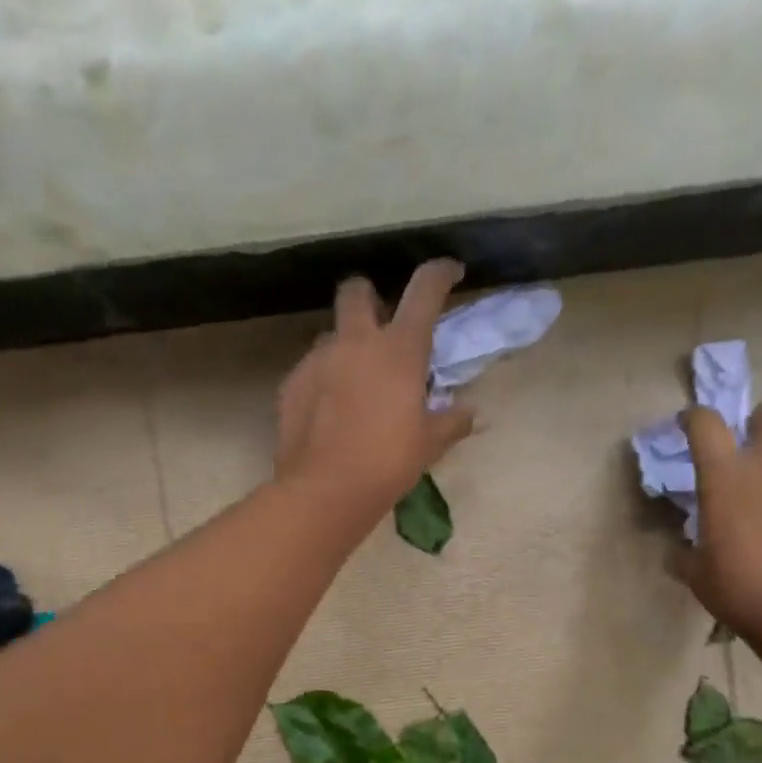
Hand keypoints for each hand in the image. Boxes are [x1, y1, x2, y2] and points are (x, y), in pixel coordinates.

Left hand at [275, 260, 474, 508]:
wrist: (326, 490)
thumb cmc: (388, 462)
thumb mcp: (430, 444)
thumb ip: (452, 421)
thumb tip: (469, 413)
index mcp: (399, 349)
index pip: (424, 291)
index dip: (440, 274)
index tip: (450, 272)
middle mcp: (356, 342)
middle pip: (356, 291)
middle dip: (369, 297)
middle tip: (380, 323)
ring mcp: (318, 360)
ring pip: (331, 334)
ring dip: (346, 347)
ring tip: (355, 383)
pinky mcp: (291, 383)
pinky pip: (311, 369)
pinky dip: (324, 380)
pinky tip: (330, 411)